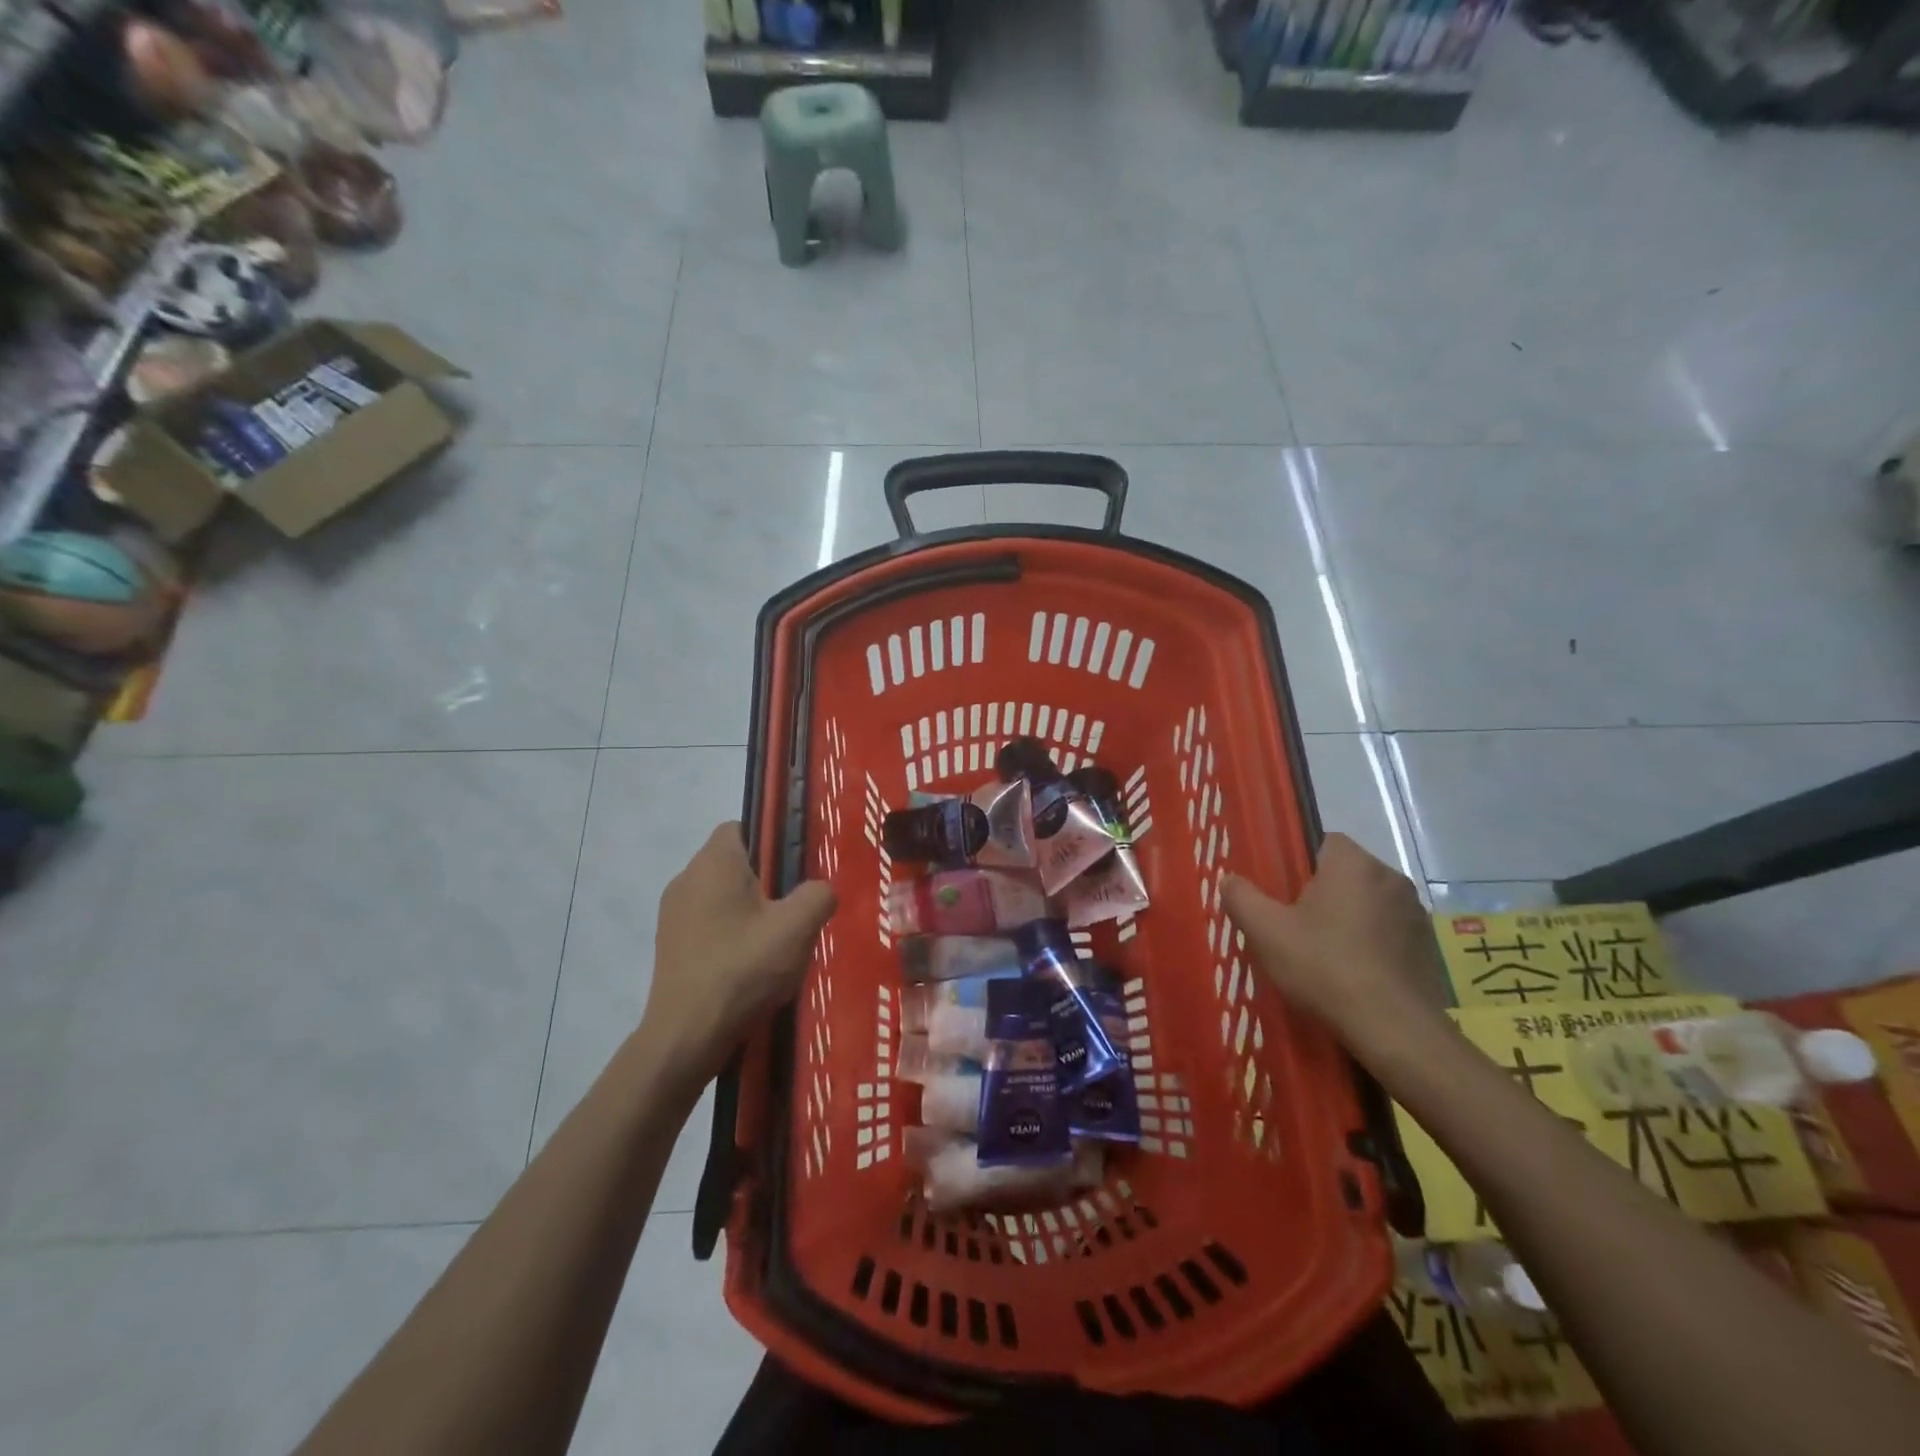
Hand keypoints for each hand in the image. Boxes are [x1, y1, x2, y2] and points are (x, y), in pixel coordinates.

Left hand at [639, 822, 837, 1088]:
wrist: (686, 1036)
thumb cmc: (742, 969)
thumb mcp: (797, 928)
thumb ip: (819, 895)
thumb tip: (820, 890)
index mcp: (714, 863)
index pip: (742, 826)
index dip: (772, 840)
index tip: (795, 870)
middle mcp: (687, 879)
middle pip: (735, 863)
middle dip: (767, 882)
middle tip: (794, 911)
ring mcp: (673, 914)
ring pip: (723, 897)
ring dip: (751, 912)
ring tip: (776, 945)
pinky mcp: (670, 946)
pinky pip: (709, 925)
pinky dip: (732, 936)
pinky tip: (751, 967)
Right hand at [1222, 833, 1447, 1056]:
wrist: (1393, 1029)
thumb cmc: (1324, 966)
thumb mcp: (1266, 931)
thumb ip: (1241, 898)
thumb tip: (1229, 879)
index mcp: (1353, 864)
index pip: (1323, 841)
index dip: (1299, 864)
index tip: (1282, 893)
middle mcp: (1390, 878)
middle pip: (1345, 874)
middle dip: (1322, 894)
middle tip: (1293, 926)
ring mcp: (1414, 914)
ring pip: (1368, 904)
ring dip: (1348, 920)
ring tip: (1322, 955)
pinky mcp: (1427, 948)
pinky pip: (1388, 933)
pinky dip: (1370, 945)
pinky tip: (1351, 975)